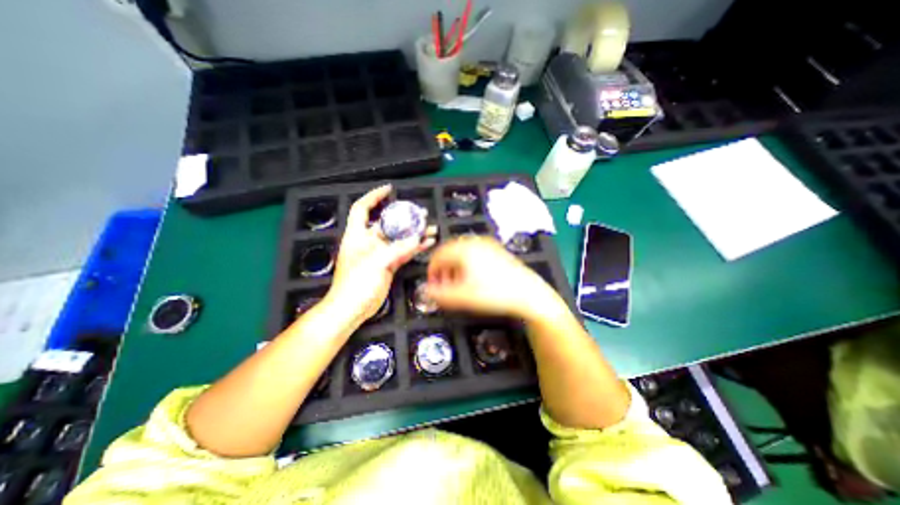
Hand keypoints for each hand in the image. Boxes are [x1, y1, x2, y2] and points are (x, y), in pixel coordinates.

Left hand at [329, 186, 437, 323]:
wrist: (353, 309)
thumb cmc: (355, 285)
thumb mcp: (376, 263)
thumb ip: (397, 249)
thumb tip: (416, 239)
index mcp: (358, 236)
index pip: (362, 208)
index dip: (374, 196)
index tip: (389, 189)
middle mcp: (368, 242)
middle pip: (387, 223)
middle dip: (404, 216)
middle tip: (421, 212)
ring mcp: (380, 254)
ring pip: (399, 238)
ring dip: (414, 233)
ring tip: (430, 227)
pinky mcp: (388, 265)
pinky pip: (403, 252)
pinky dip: (415, 248)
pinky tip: (427, 243)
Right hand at [425, 236, 560, 319]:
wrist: (528, 294)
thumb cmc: (494, 294)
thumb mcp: (462, 297)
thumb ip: (439, 295)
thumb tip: (426, 291)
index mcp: (464, 249)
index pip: (438, 256)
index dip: (431, 271)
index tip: (433, 286)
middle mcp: (474, 242)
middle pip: (449, 253)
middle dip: (443, 270)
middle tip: (445, 287)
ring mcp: (487, 245)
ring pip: (462, 254)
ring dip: (455, 269)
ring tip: (458, 285)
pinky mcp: (496, 251)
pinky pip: (474, 255)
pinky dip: (467, 266)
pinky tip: (473, 279)